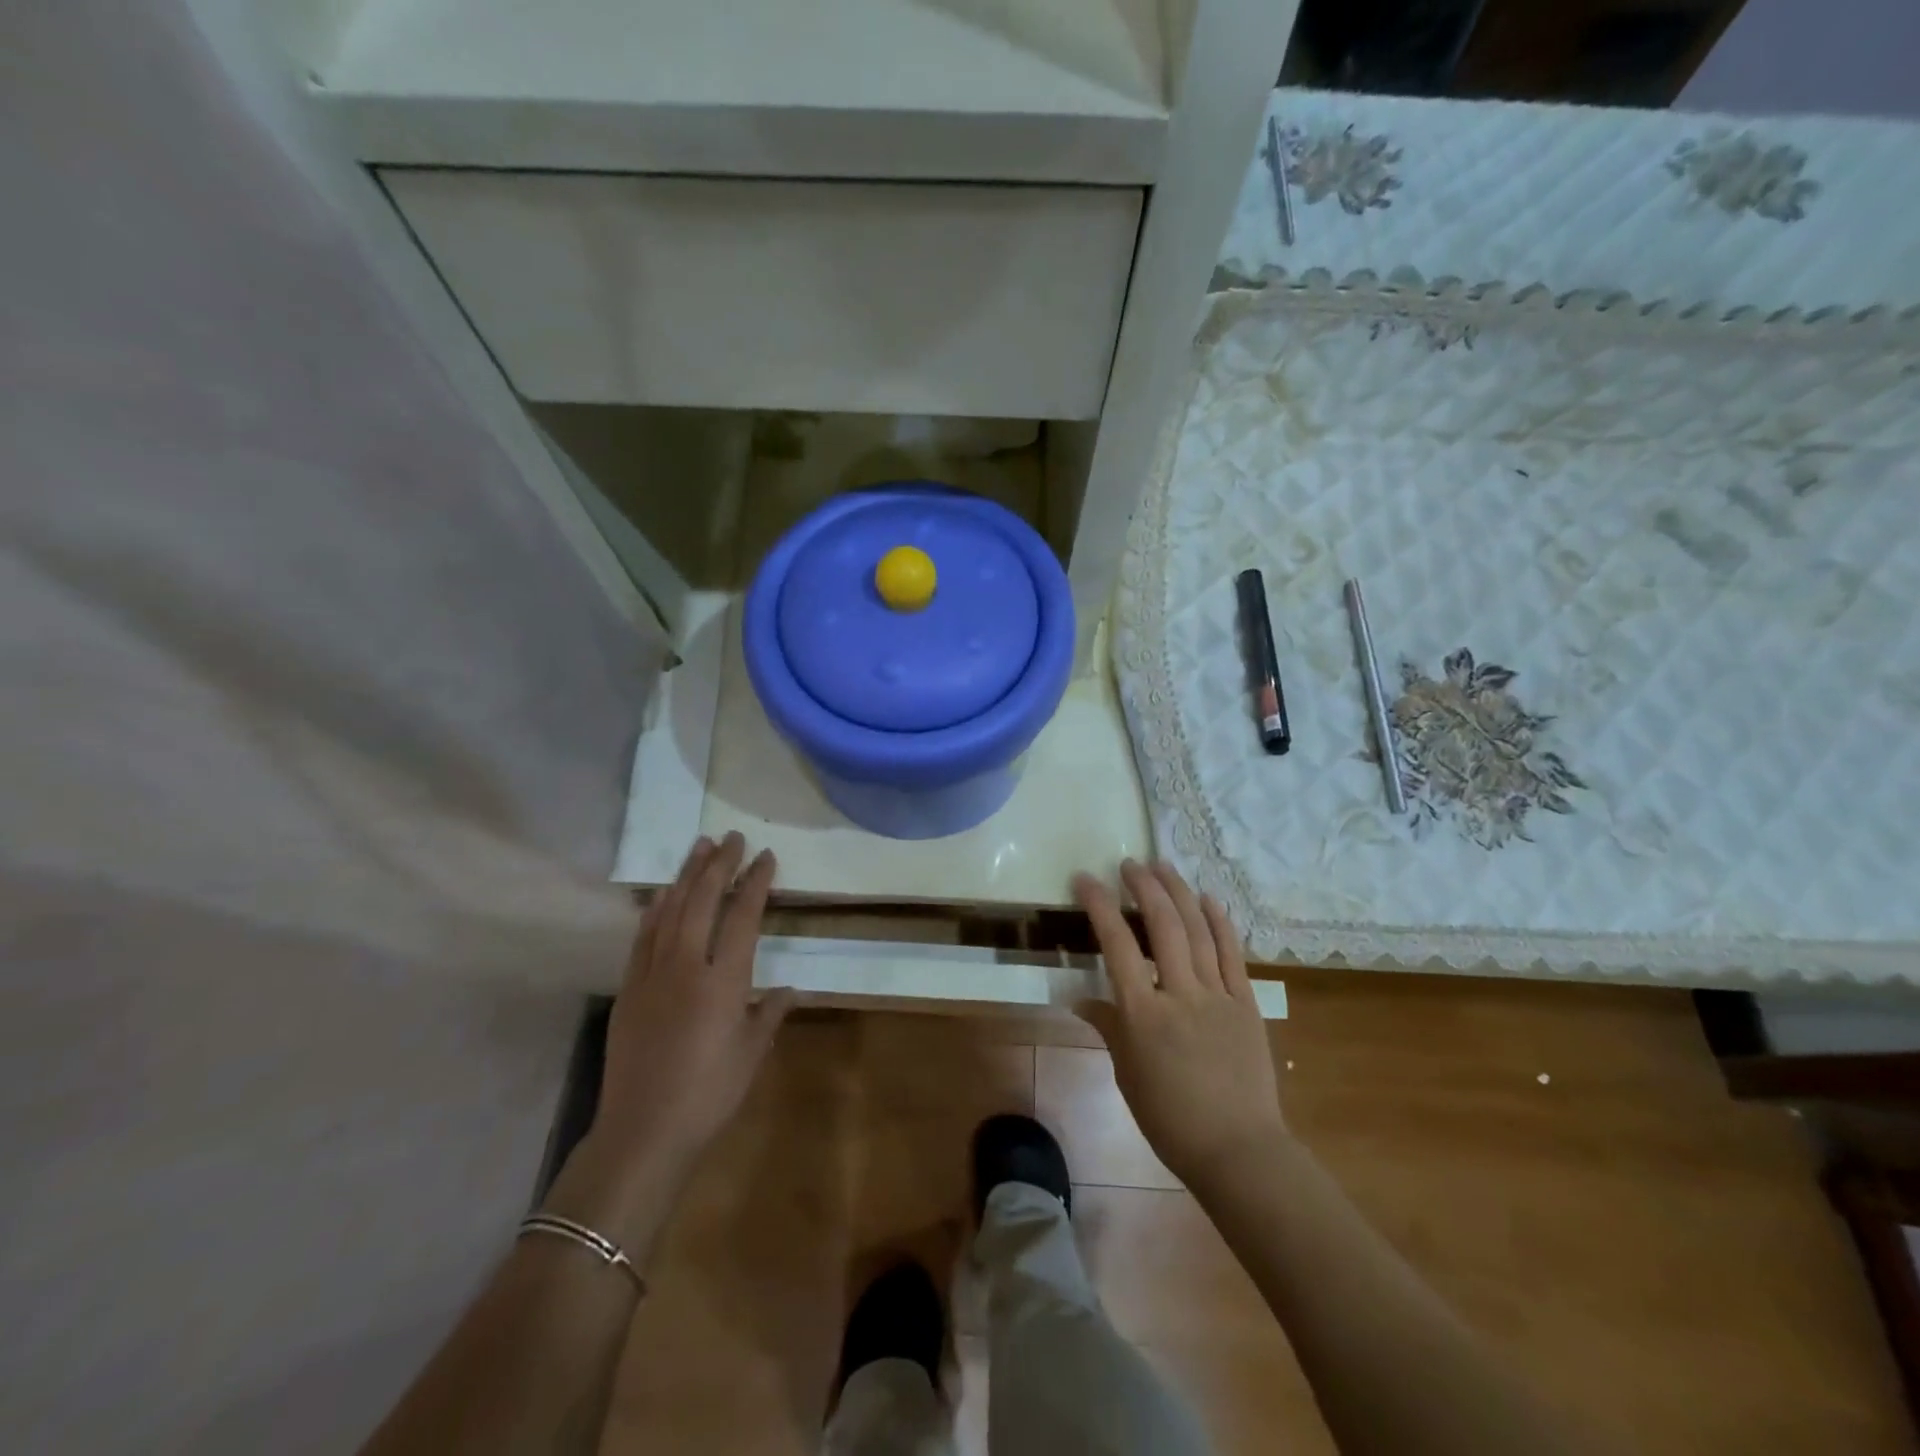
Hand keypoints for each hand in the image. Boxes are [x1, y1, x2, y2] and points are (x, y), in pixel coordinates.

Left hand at [547, 834, 792, 1251]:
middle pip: (703, 902)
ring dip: (687, 876)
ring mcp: (652, 975)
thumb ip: (770, 1013)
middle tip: (732, 838)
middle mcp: (687, 967)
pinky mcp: (628, 988)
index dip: (755, 883)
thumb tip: (788, 989)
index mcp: (724, 982)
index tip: (766, 857)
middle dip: (720, 865)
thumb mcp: (752, 1054)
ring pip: (671, 911)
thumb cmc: (709, 1095)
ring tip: (700, 847)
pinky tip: (664, 893)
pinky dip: (656, 909)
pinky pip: (644, 936)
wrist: (643, 1132)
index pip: (743, 917)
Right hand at [1073, 860, 1286, 1189]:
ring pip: (1198, 931)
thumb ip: (1108, 1027)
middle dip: (1144, 887)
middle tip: (1129, 863)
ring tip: (1163, 865)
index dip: (1100, 906)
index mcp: (1143, 1015)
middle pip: (1162, 926)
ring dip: (1179, 892)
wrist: (1238, 1149)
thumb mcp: (1127, 1075)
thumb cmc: (1171, 1119)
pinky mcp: (1246, 1003)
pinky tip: (1209, 898)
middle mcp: (1180, 995)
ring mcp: (1217, 996)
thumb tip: (1080, 998)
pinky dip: (1220, 922)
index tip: (1085, 879)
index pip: (1117, 946)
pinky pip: (1232, 954)